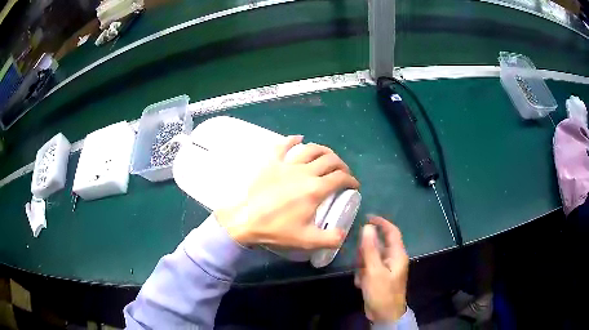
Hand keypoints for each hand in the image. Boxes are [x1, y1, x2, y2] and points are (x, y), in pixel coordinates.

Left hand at [215, 135, 359, 249]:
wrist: (245, 220)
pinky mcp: (271, 162)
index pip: (340, 178)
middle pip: (330, 160)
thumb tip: (343, 234)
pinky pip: (283, 145)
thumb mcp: (307, 240)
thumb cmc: (276, 230)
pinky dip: (293, 140)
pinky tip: (299, 138)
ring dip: (324, 151)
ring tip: (328, 156)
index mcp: (315, 189)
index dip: (351, 180)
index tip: (354, 185)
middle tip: (343, 172)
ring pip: (311, 149)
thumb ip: (330, 238)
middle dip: (342, 165)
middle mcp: (305, 172)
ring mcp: (287, 164)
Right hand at [355, 216, 408, 322]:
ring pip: (371, 257)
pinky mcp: (379, 276)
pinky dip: (363, 274)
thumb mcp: (374, 271)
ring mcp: (386, 268)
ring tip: (361, 277)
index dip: (381, 222)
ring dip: (363, 265)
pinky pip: (368, 268)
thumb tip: (367, 227)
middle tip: (359, 262)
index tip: (366, 217)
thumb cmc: (382, 293)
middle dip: (366, 252)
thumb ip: (370, 249)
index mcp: (397, 255)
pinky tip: (361, 284)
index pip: (392, 231)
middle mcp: (393, 259)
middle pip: (378, 245)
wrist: (384, 315)